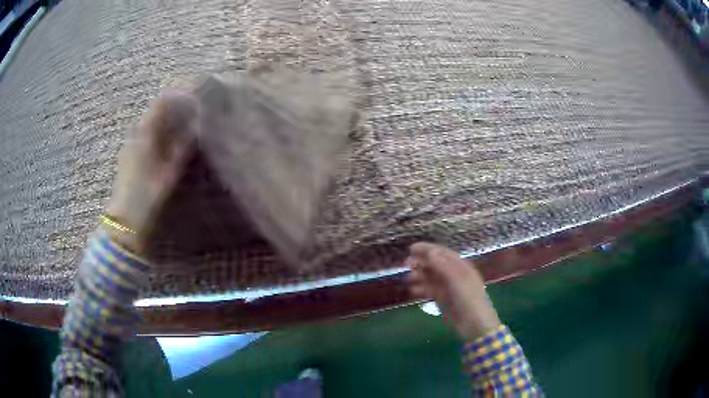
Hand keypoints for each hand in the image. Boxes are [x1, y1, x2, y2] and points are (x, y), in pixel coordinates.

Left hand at [105, 91, 199, 251]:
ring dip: (168, 120)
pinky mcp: (129, 156)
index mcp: (145, 133)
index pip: (163, 101)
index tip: (197, 94)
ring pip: (152, 122)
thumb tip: (196, 127)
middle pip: (157, 110)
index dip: (181, 94)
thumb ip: (183, 147)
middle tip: (196, 110)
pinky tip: (170, 143)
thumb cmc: (147, 197)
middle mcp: (135, 133)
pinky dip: (160, 132)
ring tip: (186, 125)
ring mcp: (130, 145)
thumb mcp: (169, 173)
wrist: (125, 222)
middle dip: (176, 106)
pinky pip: (147, 135)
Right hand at [407, 242, 500, 341]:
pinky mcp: (443, 299)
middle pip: (435, 264)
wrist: (475, 325)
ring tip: (408, 278)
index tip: (411, 248)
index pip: (442, 253)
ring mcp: (448, 287)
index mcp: (461, 267)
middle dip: (421, 262)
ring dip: (420, 275)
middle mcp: (454, 274)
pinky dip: (422, 289)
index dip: (428, 249)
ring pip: (431, 277)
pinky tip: (413, 291)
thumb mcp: (457, 281)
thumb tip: (430, 252)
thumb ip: (443, 266)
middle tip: (406, 263)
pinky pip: (430, 290)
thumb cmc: (469, 300)